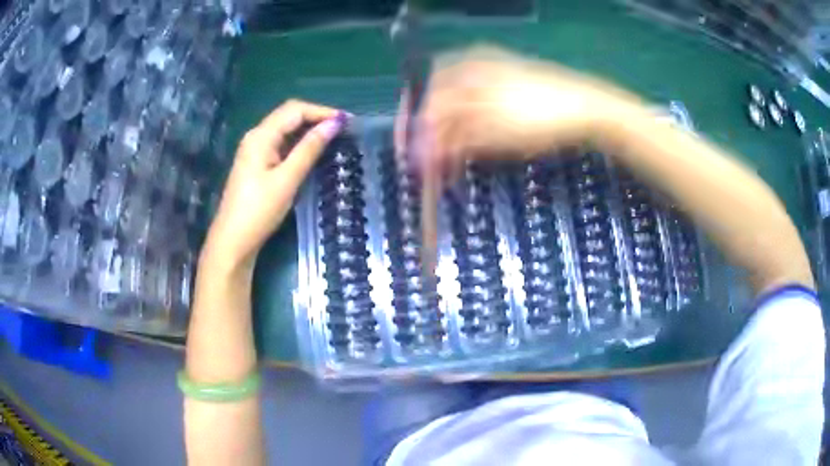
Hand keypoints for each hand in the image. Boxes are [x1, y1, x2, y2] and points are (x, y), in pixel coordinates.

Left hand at [203, 100, 346, 271]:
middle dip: (316, 117)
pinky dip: (298, 143)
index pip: (294, 110)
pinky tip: (312, 152)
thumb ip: (309, 149)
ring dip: (308, 130)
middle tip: (343, 128)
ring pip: (285, 130)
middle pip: (288, 116)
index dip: (321, 111)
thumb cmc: (259, 211)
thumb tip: (334, 124)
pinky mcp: (256, 164)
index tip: (347, 121)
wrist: (232, 242)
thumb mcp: (287, 179)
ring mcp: (254, 151)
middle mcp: (256, 137)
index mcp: (261, 136)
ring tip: (333, 138)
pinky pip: (280, 144)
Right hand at [397, 45, 642, 181]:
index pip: (423, 99)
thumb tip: (418, 152)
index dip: (412, 131)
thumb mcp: (491, 130)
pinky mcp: (507, 86)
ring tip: (452, 164)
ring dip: (450, 136)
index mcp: (462, 68)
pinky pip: (476, 106)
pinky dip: (469, 129)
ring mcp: (491, 74)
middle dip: (431, 137)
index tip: (409, 161)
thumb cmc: (538, 116)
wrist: (586, 108)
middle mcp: (471, 66)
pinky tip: (473, 145)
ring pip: (457, 107)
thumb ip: (450, 138)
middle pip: (437, 103)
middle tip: (430, 166)